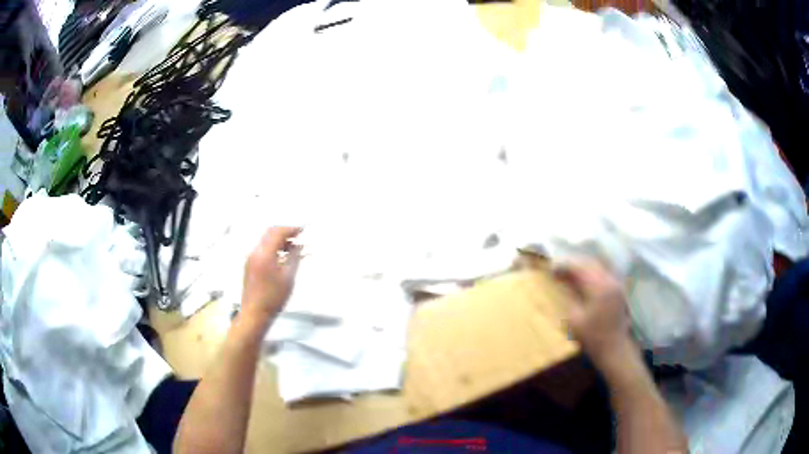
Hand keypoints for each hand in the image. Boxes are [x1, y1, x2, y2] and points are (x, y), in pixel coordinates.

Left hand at [242, 227, 301, 321]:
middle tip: (298, 237)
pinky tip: (281, 257)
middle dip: (284, 232)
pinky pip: (262, 248)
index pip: (278, 232)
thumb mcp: (289, 278)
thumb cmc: (273, 298)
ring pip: (265, 240)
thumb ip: (294, 258)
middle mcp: (255, 252)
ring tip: (292, 248)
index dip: (291, 229)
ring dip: (278, 239)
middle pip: (270, 232)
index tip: (302, 230)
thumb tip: (299, 245)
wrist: (254, 313)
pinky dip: (272, 247)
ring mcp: (250, 258)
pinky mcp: (249, 265)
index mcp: (264, 254)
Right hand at [554, 259, 637, 372]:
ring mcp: (617, 284)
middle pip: (590, 263)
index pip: (579, 268)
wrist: (614, 349)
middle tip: (560, 270)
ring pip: (599, 266)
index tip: (551, 269)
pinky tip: (585, 281)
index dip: (564, 266)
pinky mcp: (619, 290)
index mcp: (598, 287)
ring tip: (571, 274)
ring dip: (584, 268)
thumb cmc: (592, 337)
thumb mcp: (574, 320)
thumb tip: (564, 284)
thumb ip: (570, 298)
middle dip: (574, 264)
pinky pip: (605, 274)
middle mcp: (610, 281)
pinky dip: (593, 273)